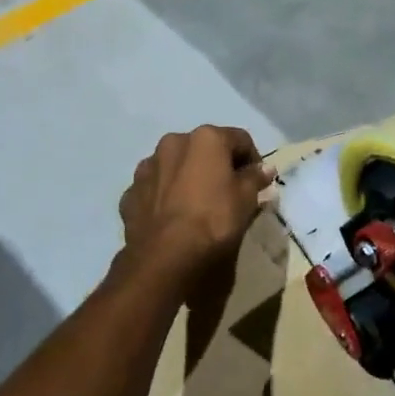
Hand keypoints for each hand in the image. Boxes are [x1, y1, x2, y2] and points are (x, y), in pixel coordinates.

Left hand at [118, 126, 274, 287]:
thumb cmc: (214, 220)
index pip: (240, 139)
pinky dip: (167, 196)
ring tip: (199, 206)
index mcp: (205, 138)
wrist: (165, 257)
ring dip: (189, 178)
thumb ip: (255, 178)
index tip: (258, 183)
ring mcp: (147, 167)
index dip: (253, 160)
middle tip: (229, 193)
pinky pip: (156, 188)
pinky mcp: (130, 193)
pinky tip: (175, 217)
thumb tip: (265, 168)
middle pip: (204, 149)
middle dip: (218, 166)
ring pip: (176, 166)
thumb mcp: (246, 199)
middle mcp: (173, 143)